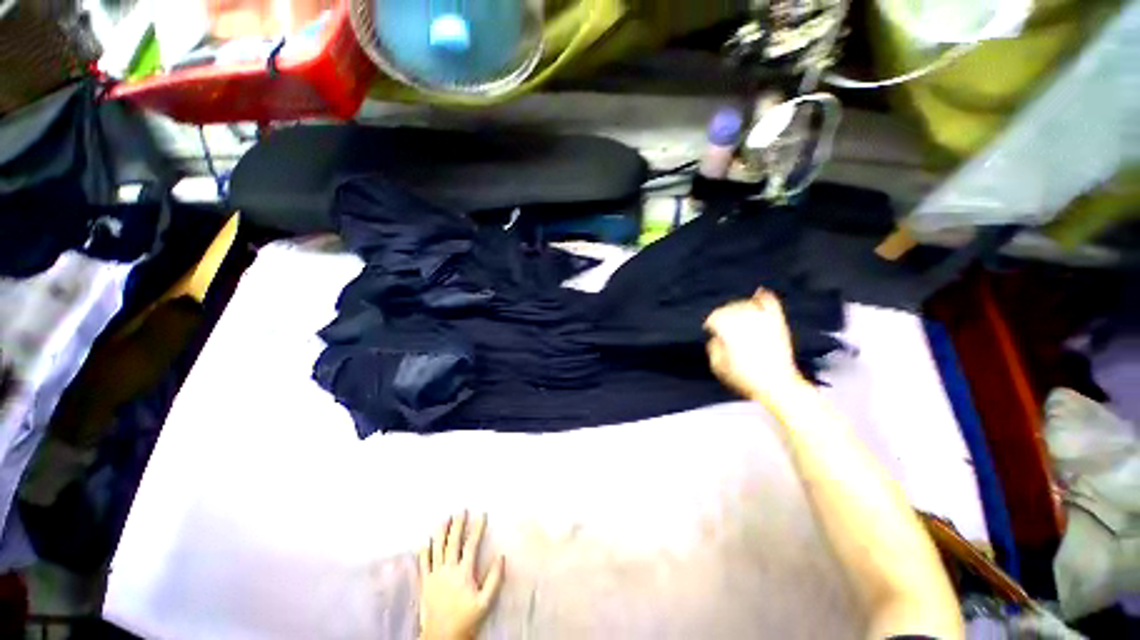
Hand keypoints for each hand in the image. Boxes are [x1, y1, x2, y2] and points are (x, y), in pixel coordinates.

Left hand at [418, 512, 504, 639]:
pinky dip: (424, 550)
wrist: (441, 637)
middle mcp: (448, 569)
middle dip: (458, 525)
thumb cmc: (466, 619)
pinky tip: (426, 541)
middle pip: (453, 542)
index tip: (482, 514)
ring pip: (437, 548)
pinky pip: (423, 563)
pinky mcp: (424, 582)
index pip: (471, 545)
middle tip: (461, 510)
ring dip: (441, 532)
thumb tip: (501, 556)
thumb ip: (494, 579)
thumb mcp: (485, 602)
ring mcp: (434, 575)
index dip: (477, 528)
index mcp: (464, 572)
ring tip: (445, 518)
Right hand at [704, 289, 807, 402]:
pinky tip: (760, 292)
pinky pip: (771, 305)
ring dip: (738, 306)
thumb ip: (713, 348)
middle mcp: (746, 323)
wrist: (778, 385)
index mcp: (730, 332)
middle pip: (730, 309)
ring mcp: (764, 322)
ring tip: (735, 313)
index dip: (711, 322)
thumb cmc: (745, 378)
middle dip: (723, 313)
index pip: (717, 317)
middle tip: (720, 322)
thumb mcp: (718, 367)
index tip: (708, 327)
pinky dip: (765, 297)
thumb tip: (716, 337)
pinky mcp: (778, 324)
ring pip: (747, 305)